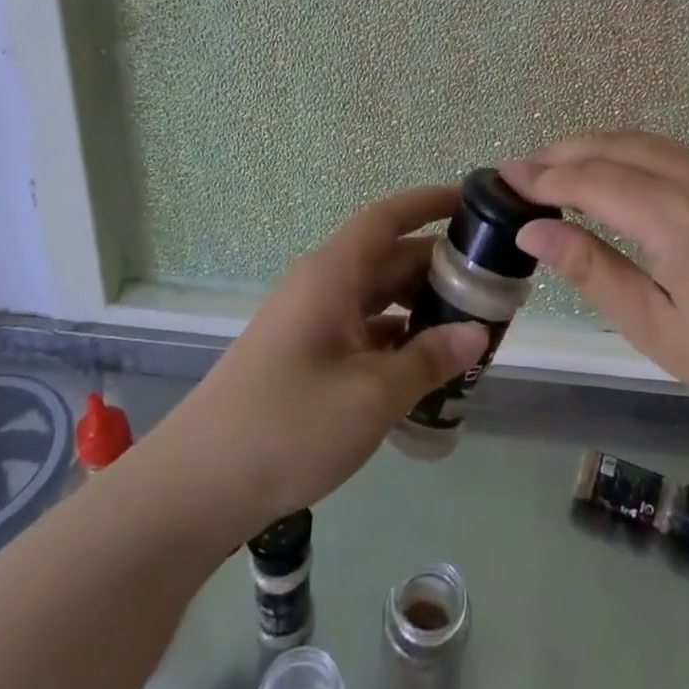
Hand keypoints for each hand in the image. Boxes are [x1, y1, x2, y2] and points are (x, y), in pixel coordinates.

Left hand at [148, 186, 486, 539]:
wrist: (197, 487)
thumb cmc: (288, 425)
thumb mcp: (372, 394)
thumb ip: (429, 359)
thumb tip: (477, 333)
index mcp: (333, 275)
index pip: (387, 218)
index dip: (429, 203)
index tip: (472, 201)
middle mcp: (322, 288)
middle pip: (388, 259)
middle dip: (439, 267)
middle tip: (491, 283)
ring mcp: (310, 323)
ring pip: (377, 299)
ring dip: (420, 307)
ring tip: (470, 327)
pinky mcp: (305, 358)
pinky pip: (362, 333)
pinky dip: (397, 340)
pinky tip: (426, 368)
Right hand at [502, 132, 688, 460]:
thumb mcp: (655, 327)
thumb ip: (592, 270)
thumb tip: (533, 231)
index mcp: (671, 215)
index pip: (588, 180)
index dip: (541, 177)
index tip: (501, 177)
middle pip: (613, 146)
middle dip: (562, 152)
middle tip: (521, 169)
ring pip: (643, 141)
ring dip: (595, 146)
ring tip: (557, 167)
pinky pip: (670, 152)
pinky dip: (629, 151)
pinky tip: (615, 174)